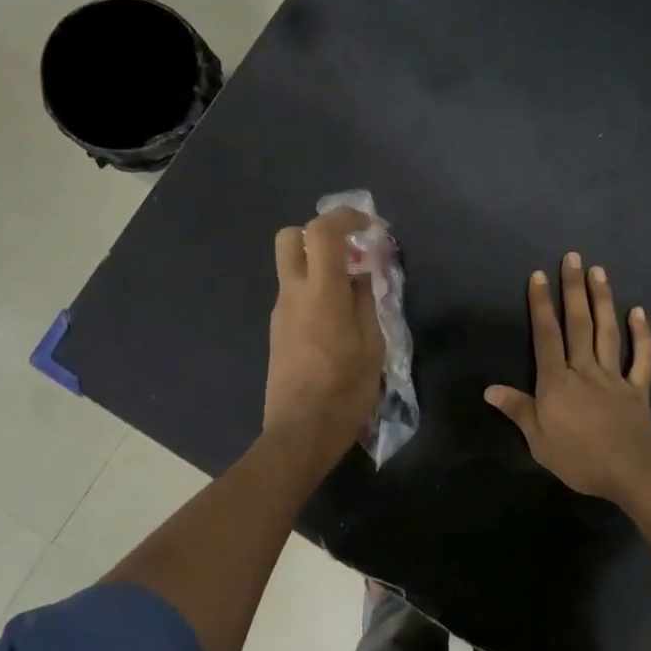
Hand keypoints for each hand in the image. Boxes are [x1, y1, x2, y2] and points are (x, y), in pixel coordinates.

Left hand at [264, 208, 385, 464]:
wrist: (300, 433)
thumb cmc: (345, 391)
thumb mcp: (372, 347)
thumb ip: (366, 303)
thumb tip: (359, 277)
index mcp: (322, 294)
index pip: (323, 232)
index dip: (346, 218)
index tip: (370, 228)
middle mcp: (293, 294)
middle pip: (290, 237)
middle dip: (320, 234)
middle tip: (350, 254)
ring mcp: (280, 313)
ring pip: (291, 267)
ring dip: (319, 266)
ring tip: (353, 295)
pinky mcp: (278, 331)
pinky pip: (294, 295)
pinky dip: (315, 291)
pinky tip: (338, 323)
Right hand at [485, 251, 650, 503]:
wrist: (630, 468)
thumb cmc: (578, 457)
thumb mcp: (537, 439)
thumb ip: (517, 410)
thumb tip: (490, 389)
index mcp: (556, 381)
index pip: (546, 336)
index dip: (540, 305)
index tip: (539, 275)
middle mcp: (584, 369)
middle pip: (578, 324)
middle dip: (573, 289)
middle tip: (573, 257)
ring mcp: (614, 376)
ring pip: (607, 332)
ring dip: (603, 300)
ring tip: (599, 271)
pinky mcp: (637, 388)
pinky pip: (642, 358)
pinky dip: (642, 334)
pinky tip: (639, 312)